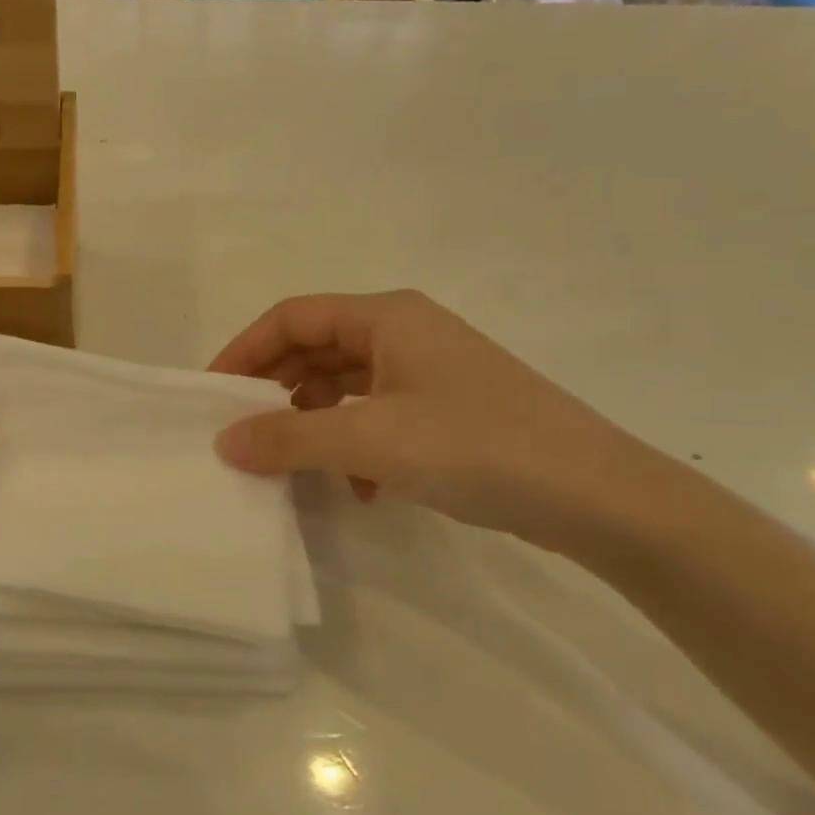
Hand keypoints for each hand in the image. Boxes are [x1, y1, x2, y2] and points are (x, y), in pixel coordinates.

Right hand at [210, 290, 660, 546]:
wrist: (601, 497)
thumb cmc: (477, 446)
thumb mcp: (370, 441)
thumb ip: (289, 438)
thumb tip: (224, 442)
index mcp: (386, 316)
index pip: (292, 318)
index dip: (245, 350)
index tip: (212, 395)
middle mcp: (406, 333)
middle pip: (317, 350)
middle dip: (277, 391)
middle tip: (244, 433)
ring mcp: (430, 373)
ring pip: (346, 387)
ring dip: (316, 424)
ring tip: (298, 467)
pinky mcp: (449, 412)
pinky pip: (378, 417)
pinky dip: (356, 447)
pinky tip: (362, 490)